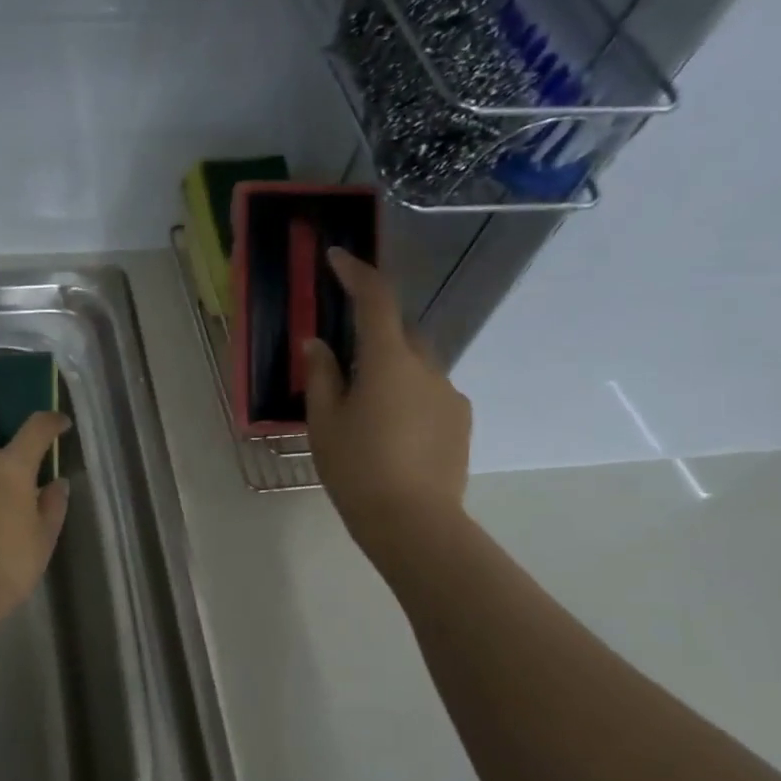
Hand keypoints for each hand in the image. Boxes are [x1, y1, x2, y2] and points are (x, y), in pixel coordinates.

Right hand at [304, 248, 471, 549]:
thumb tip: (319, 345)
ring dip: (391, 372)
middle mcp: (427, 367)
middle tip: (344, 365)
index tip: (337, 257)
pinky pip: (430, 393)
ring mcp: (449, 394)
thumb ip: (322, 376)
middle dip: (374, 334)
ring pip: (416, 366)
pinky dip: (408, 398)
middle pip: (400, 332)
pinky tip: (391, 435)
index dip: (356, 272)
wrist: (413, 522)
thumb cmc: (357, 469)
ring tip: (366, 414)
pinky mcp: (460, 421)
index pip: (375, 300)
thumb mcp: (324, 423)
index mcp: (388, 361)